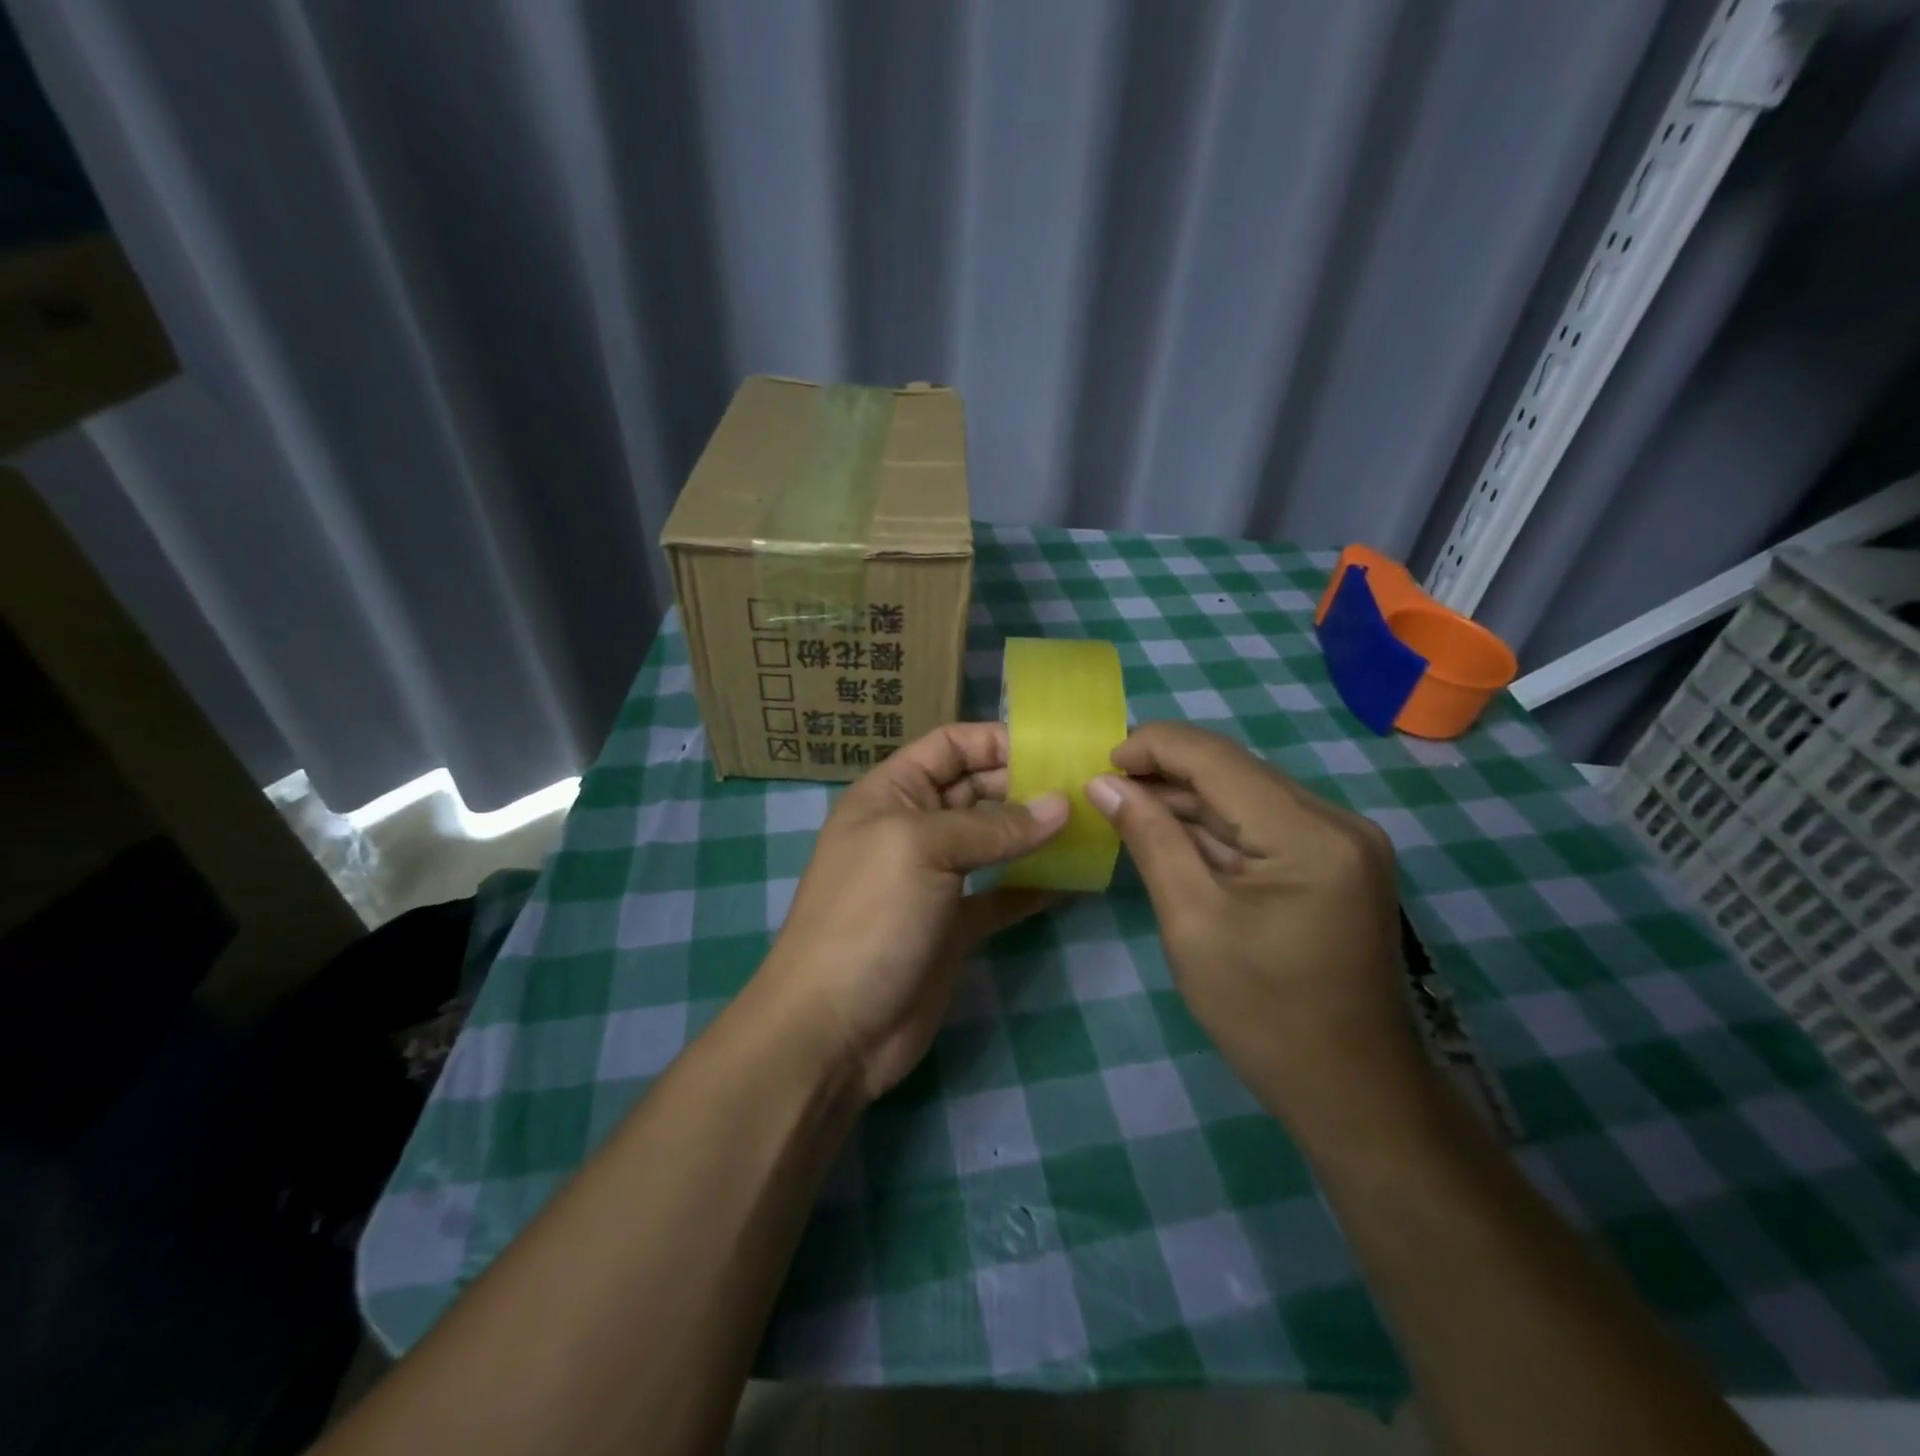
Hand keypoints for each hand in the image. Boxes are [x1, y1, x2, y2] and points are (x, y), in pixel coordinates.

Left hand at [756, 723, 1066, 1100]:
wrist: (832, 1029)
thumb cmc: (869, 917)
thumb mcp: (923, 849)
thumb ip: (994, 826)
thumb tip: (1062, 805)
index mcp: (892, 794)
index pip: (949, 746)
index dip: (996, 741)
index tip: (1054, 751)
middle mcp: (913, 829)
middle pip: (976, 789)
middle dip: (1025, 785)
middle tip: (1085, 789)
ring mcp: (935, 880)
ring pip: (993, 841)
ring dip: (1035, 833)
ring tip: (1089, 826)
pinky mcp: (954, 926)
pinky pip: (1001, 894)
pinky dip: (1033, 886)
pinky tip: (1072, 880)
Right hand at [1085, 722, 1419, 1135]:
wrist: (1352, 1092)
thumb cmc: (1264, 1015)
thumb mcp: (1192, 922)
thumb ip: (1150, 839)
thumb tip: (1104, 783)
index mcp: (1310, 835)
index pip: (1218, 759)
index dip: (1153, 747)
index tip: (1099, 766)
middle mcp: (1338, 822)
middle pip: (1235, 771)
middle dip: (1166, 774)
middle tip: (1106, 791)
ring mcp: (1344, 842)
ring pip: (1248, 794)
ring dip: (1188, 799)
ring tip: (1128, 809)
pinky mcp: (1338, 862)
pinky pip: (1265, 824)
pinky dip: (1217, 826)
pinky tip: (1174, 835)